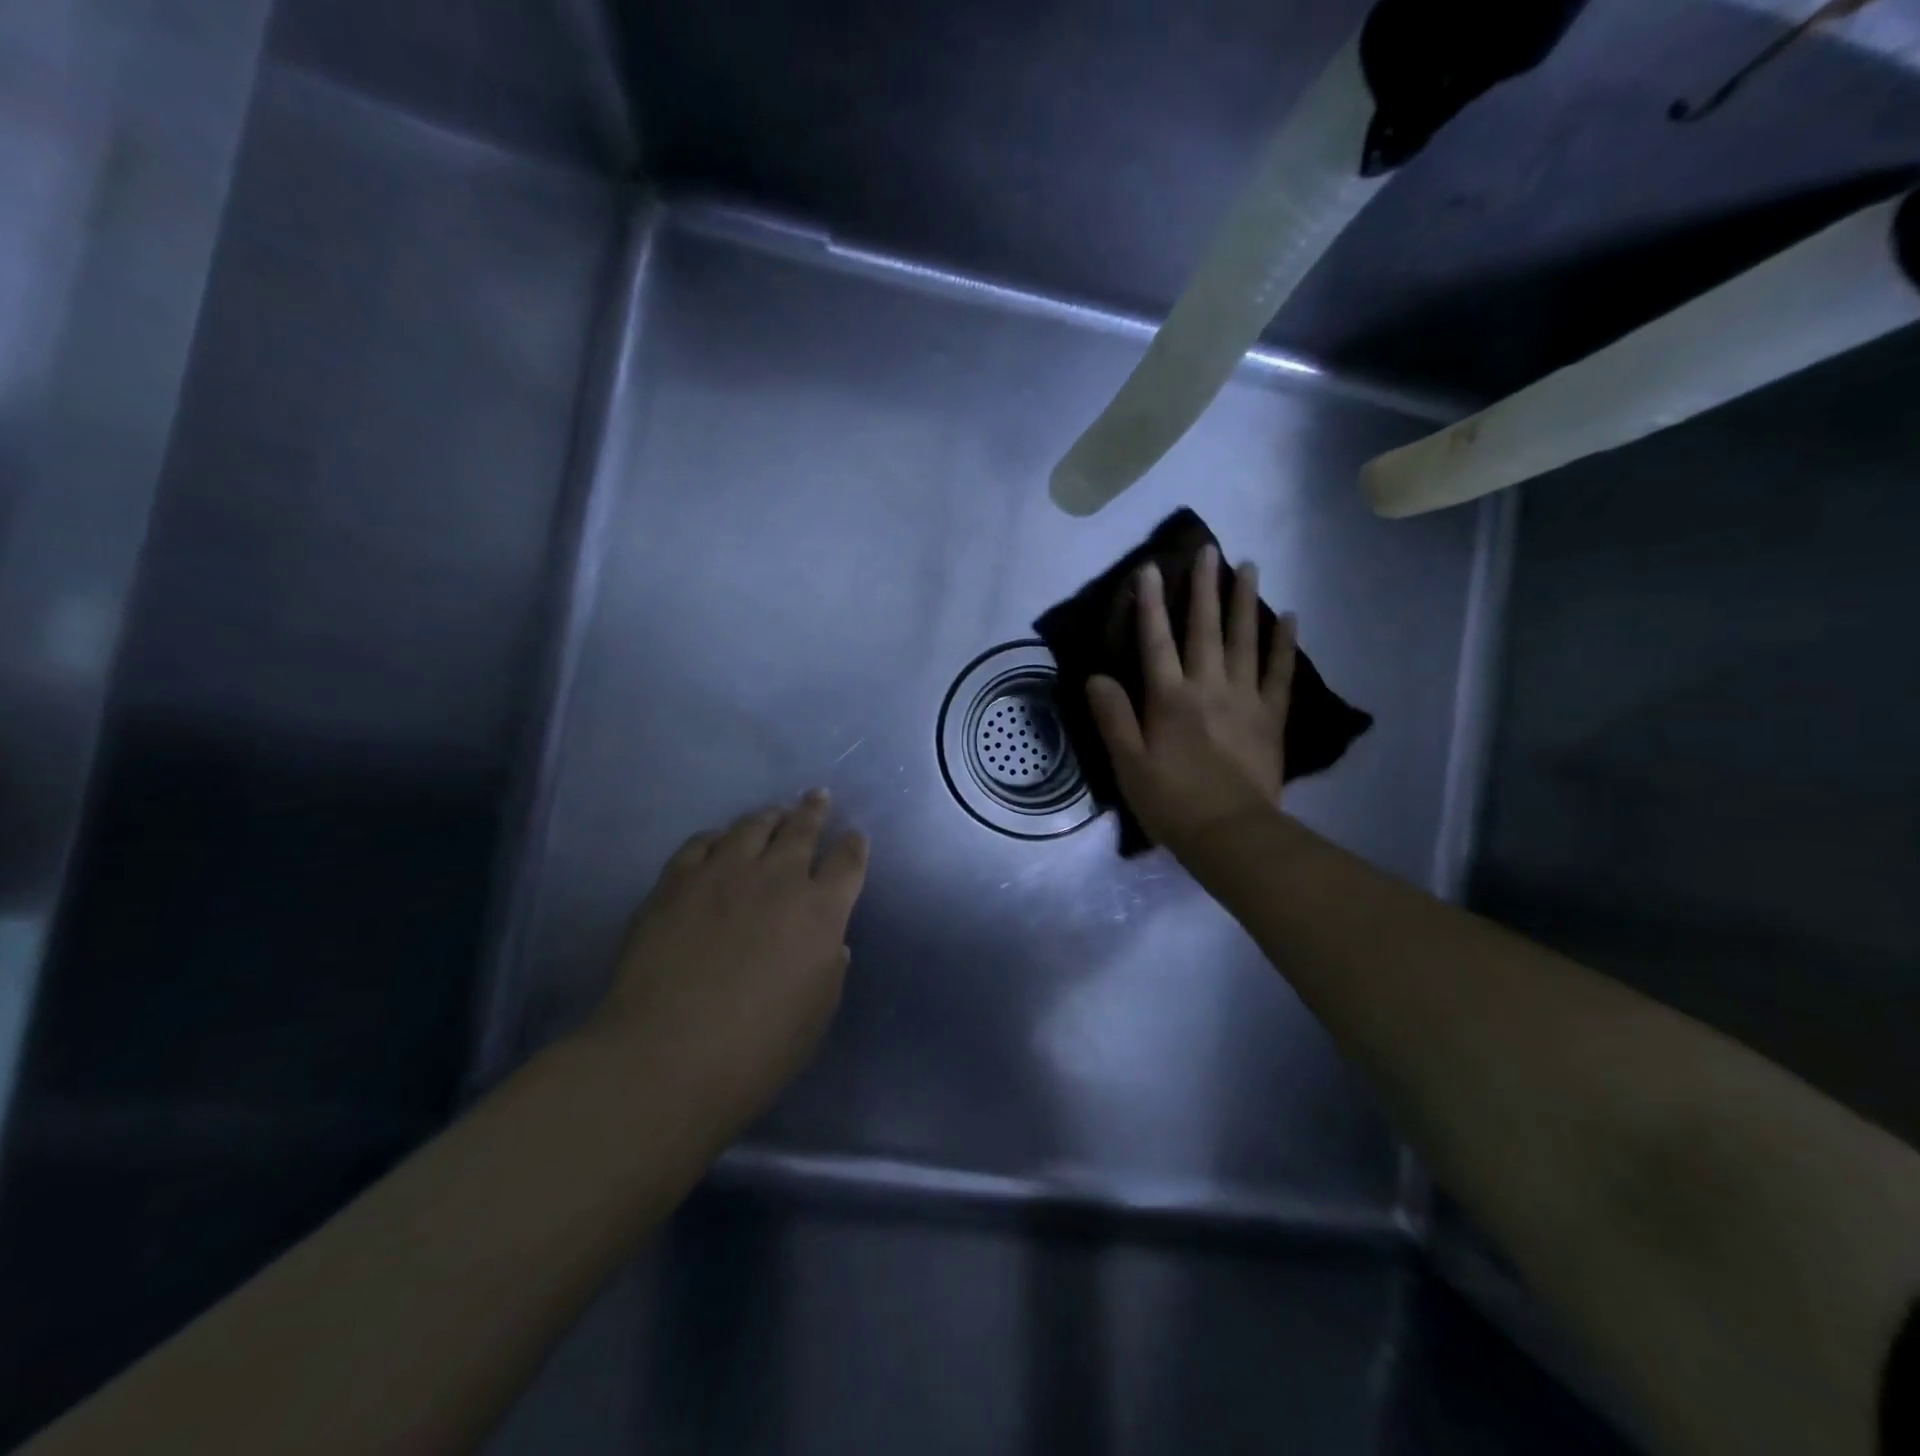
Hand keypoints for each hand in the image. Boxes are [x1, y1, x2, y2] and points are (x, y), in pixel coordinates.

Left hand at [587, 791, 868, 1139]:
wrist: (666, 1056)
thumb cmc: (757, 1048)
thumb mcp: (816, 1014)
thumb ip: (829, 968)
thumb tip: (829, 941)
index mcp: (820, 909)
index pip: (848, 862)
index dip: (854, 846)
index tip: (855, 837)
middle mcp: (776, 878)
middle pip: (801, 829)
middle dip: (814, 811)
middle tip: (818, 797)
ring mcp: (722, 873)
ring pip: (751, 826)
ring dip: (768, 816)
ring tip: (773, 813)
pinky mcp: (675, 882)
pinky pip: (700, 843)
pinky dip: (716, 838)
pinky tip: (718, 841)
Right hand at [1086, 545, 1296, 857]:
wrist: (1230, 833)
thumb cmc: (1171, 801)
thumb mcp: (1127, 764)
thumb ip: (1113, 717)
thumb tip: (1096, 676)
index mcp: (1169, 699)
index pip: (1155, 641)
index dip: (1150, 604)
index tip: (1150, 569)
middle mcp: (1208, 687)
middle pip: (1204, 629)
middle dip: (1203, 588)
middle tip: (1209, 550)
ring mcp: (1245, 698)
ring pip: (1245, 640)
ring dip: (1245, 601)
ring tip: (1249, 567)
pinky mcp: (1271, 716)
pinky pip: (1280, 672)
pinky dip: (1284, 643)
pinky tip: (1290, 617)